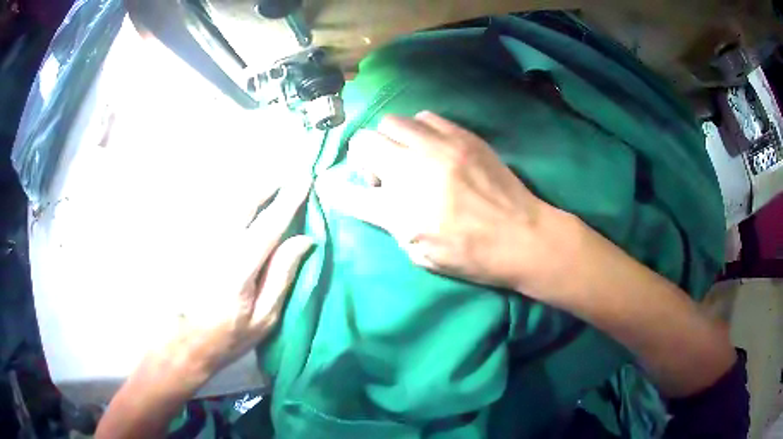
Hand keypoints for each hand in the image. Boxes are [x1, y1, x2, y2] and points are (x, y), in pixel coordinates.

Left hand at [164, 176, 313, 383]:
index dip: (289, 200)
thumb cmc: (227, 336)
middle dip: (267, 185)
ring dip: (248, 190)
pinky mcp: (189, 242)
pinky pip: (211, 213)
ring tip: (267, 185)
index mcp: (240, 267)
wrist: (183, 343)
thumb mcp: (264, 318)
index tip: (305, 180)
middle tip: (286, 176)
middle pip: (244, 202)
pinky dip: (228, 203)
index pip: (270, 224)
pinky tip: (237, 204)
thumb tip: (304, 240)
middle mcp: (217, 245)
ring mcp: (199, 241)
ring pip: (225, 203)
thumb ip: (282, 276)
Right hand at [323, 111, 572, 293]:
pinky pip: (425, 117)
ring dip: (390, 139)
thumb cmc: (471, 256)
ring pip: (391, 122)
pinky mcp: (462, 136)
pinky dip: (419, 130)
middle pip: (363, 143)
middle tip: (382, 172)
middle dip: (363, 157)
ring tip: (407, 155)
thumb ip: (390, 223)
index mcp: (399, 211)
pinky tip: (431, 146)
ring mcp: (438, 147)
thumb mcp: (421, 255)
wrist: (522, 236)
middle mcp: (411, 171)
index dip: (335, 189)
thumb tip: (374, 198)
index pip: (347, 193)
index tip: (332, 186)